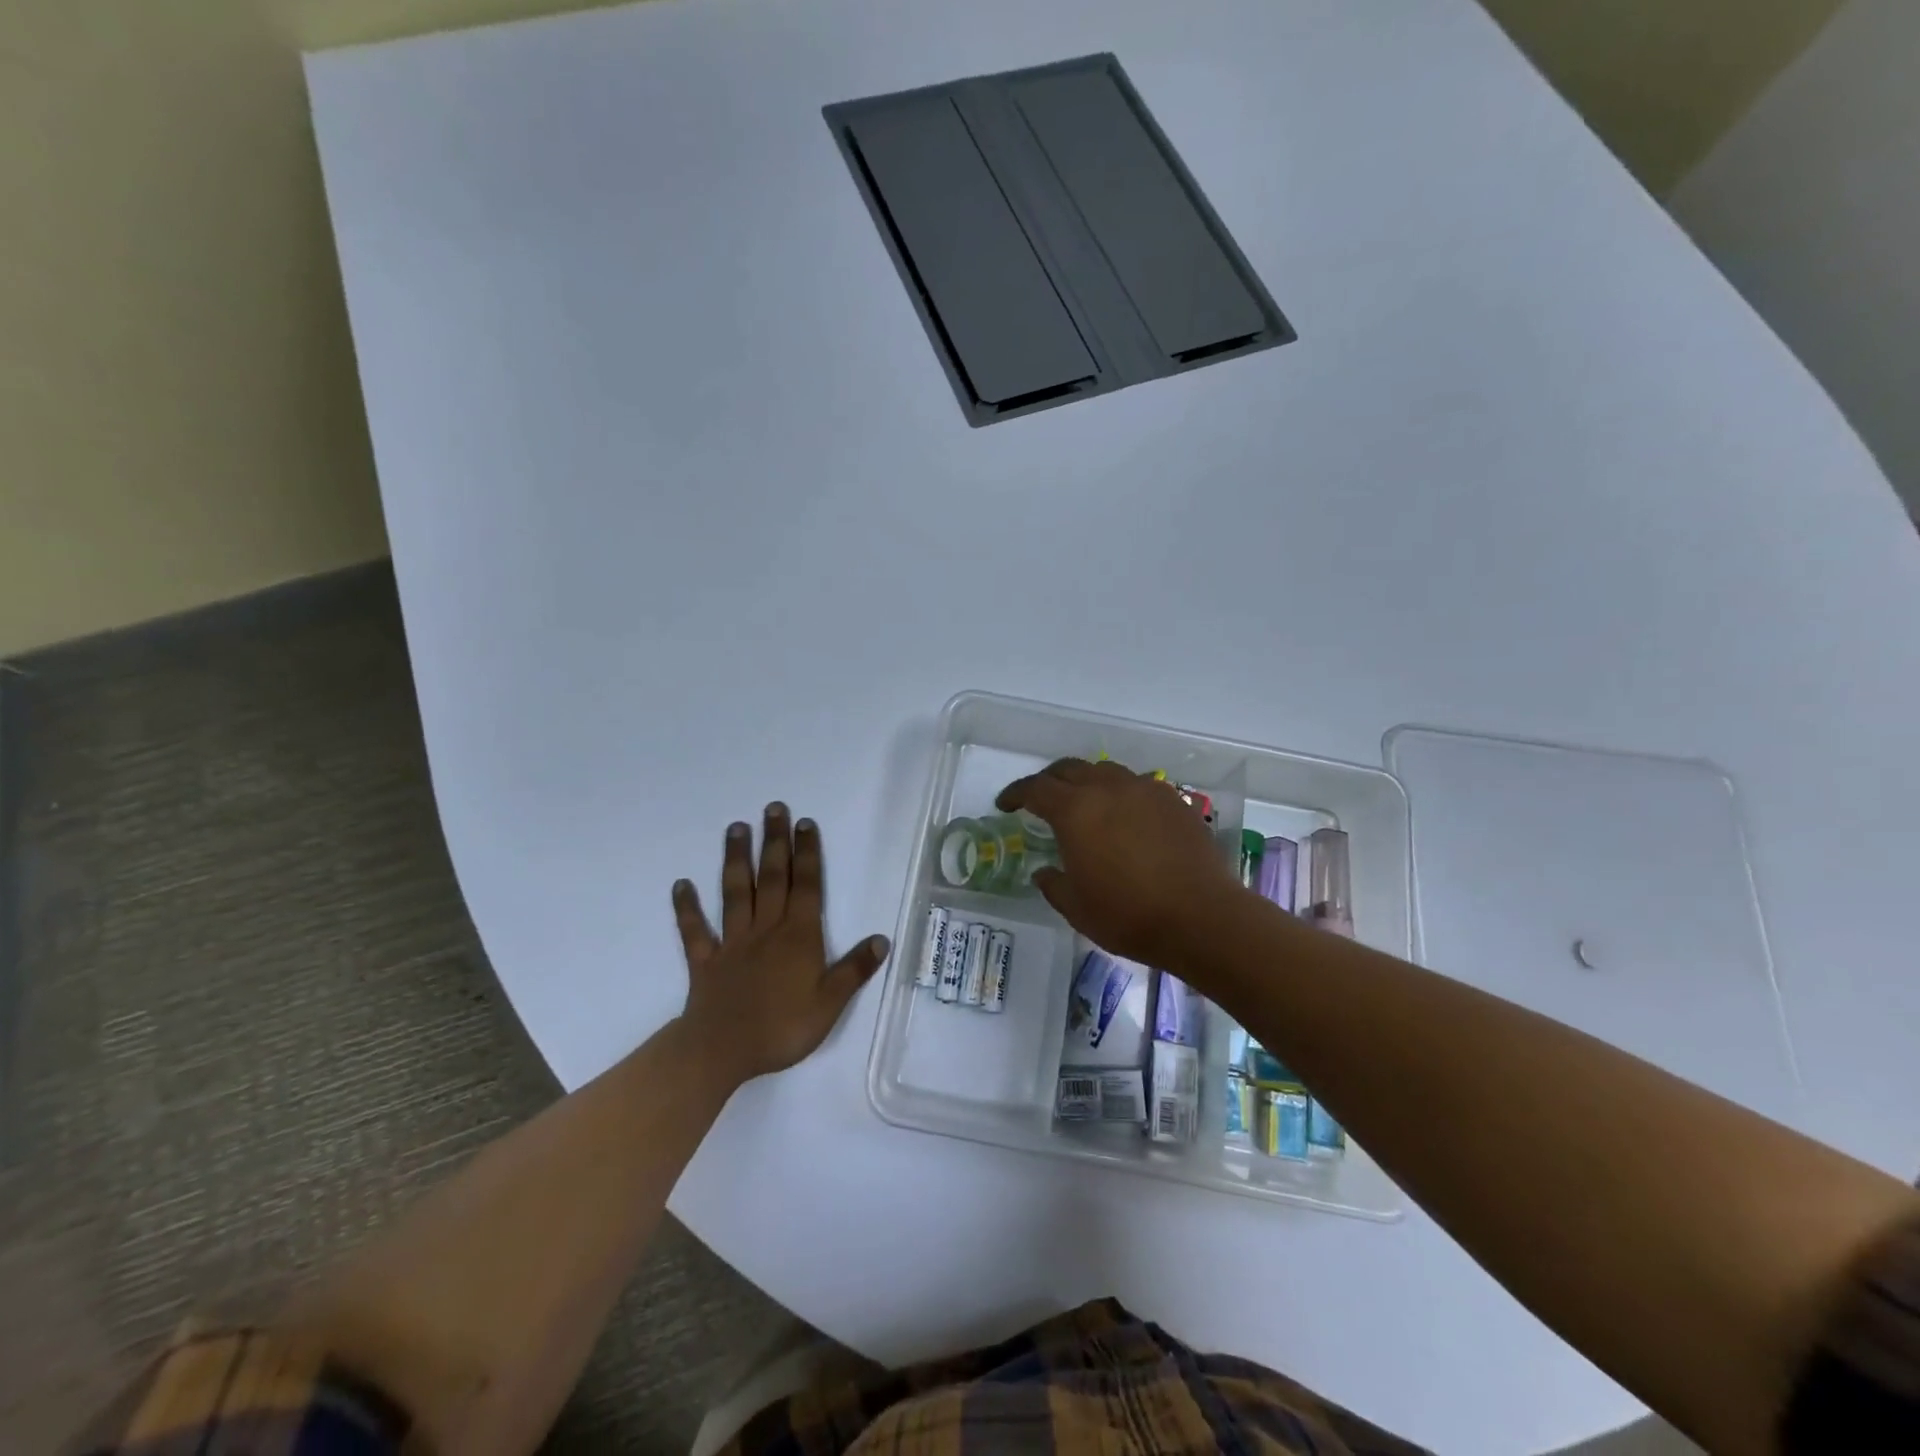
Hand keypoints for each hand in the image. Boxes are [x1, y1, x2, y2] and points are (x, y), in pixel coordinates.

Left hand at [672, 803, 889, 1086]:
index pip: (807, 886)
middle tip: (773, 808)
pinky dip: (687, 908)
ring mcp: (733, 942)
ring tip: (735, 828)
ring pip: (735, 893)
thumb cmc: (782, 1028)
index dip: (807, 854)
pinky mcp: (706, 961)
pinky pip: (695, 930)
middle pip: (772, 878)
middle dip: (775, 842)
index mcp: (798, 936)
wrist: (722, 1052)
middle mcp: (766, 929)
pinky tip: (681, 885)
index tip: (804, 823)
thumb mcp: (830, 1003)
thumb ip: (854, 969)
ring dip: (735, 860)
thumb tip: (882, 939)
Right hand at [997, 759, 1238, 966]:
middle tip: (1042, 799)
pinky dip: (1121, 793)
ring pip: (1106, 771)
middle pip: (1070, 769)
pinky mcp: (1174, 800)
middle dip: (1049, 780)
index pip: (1035, 788)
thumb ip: (1053, 884)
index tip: (1005, 804)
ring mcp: (1145, 789)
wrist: (1201, 917)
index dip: (1016, 793)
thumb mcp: (1076, 908)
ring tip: (1086, 803)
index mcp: (1075, 810)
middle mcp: (1108, 788)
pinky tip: (1126, 815)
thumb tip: (1045, 872)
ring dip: (1087, 781)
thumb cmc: (1128, 915)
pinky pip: (1138, 785)